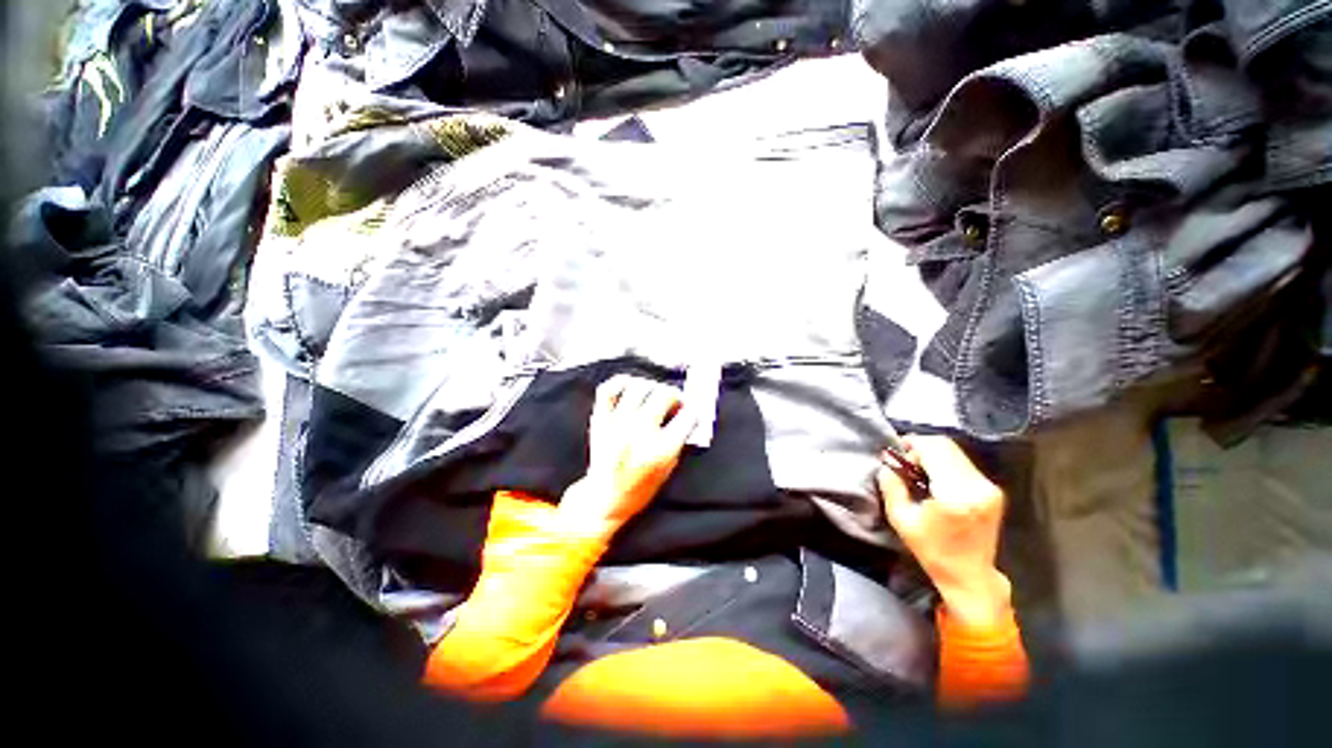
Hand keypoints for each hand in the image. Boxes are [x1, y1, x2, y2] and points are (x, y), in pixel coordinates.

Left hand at [558, 375, 695, 535]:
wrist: (604, 499)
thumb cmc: (640, 488)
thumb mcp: (668, 469)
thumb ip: (678, 440)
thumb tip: (686, 413)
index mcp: (660, 450)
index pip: (687, 416)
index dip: (693, 411)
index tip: (691, 411)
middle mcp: (638, 433)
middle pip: (663, 395)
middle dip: (675, 395)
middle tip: (675, 403)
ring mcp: (617, 424)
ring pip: (638, 387)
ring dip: (652, 387)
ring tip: (655, 395)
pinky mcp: (600, 420)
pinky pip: (608, 389)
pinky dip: (621, 382)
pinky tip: (632, 387)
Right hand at [877, 435, 1011, 627]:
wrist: (970, 575)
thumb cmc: (933, 551)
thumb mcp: (901, 519)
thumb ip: (892, 486)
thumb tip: (888, 464)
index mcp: (955, 495)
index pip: (933, 449)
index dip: (912, 445)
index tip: (897, 456)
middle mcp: (977, 487)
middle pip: (946, 445)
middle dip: (921, 448)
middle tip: (906, 463)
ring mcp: (989, 488)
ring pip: (955, 452)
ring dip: (933, 455)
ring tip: (920, 473)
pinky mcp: (994, 491)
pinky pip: (964, 463)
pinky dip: (945, 463)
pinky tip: (936, 480)